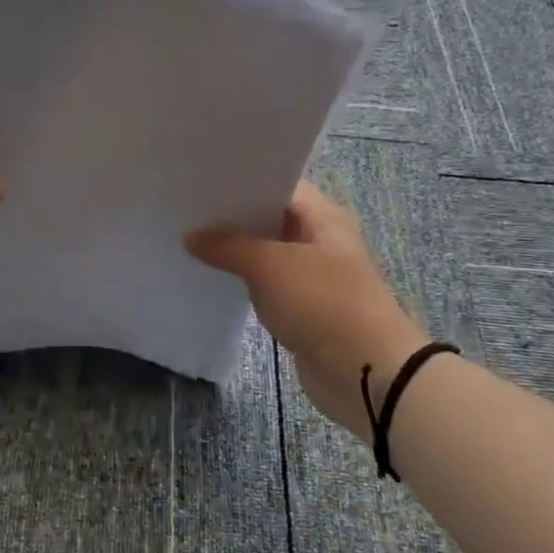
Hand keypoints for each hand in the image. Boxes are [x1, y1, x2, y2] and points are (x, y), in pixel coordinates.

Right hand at [187, 181, 428, 442]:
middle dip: (232, 215)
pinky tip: (210, 276)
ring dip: (235, 251)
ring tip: (188, 237)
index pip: (279, 183)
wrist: (367, 373)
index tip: (202, 178)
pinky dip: (243, 281)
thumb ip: (228, 245)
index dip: (243, 180)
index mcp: (323, 216)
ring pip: (266, 253)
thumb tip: (190, 235)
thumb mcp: (270, 265)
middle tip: (186, 207)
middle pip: (270, 217)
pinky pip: (266, 285)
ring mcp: (312, 275)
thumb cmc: (323, 303)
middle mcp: (319, 239)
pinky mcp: (302, 308)